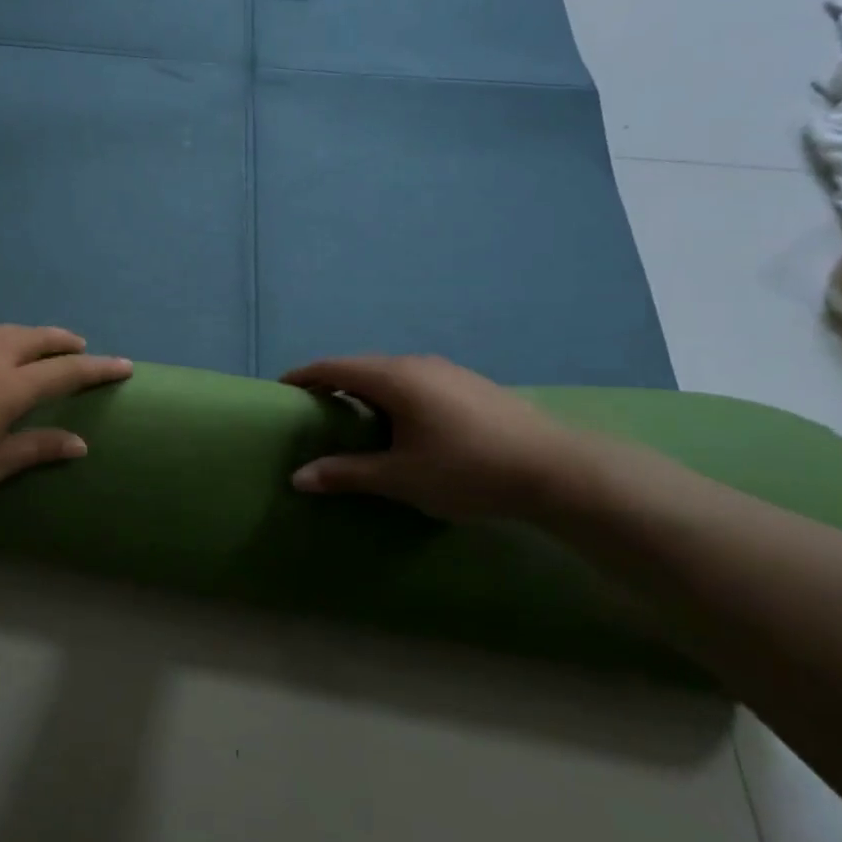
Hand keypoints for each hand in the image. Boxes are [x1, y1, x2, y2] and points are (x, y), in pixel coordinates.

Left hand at [0, 322, 132, 520]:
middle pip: (36, 339)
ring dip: (25, 334)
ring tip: (35, 343)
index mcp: (9, 387)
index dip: (97, 369)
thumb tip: (78, 443)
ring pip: (0, 329)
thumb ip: (36, 447)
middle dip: (63, 342)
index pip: (66, 373)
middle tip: (80, 348)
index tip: (123, 365)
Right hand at [281, 355, 598, 523]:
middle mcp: (418, 364)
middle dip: (334, 384)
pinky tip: (404, 426)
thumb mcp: (400, 477)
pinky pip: (416, 382)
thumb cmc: (467, 470)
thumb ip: (346, 473)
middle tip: (315, 411)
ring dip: (367, 391)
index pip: (334, 367)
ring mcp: (449, 371)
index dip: (304, 376)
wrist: (559, 471)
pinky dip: (394, 396)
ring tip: (356, 420)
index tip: (282, 390)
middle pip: (362, 366)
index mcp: (394, 378)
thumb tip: (298, 478)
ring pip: (392, 374)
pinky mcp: (471, 385)